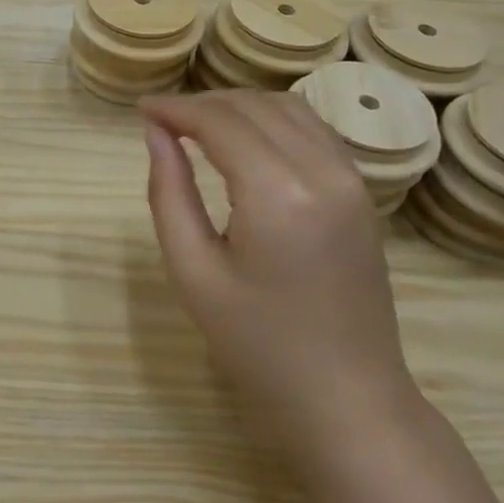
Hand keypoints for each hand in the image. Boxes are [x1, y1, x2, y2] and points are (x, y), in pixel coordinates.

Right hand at [140, 90, 416, 451]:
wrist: (348, 399)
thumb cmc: (258, 345)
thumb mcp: (194, 273)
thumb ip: (169, 194)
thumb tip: (155, 133)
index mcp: (278, 194)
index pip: (220, 122)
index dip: (176, 108)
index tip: (141, 108)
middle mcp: (322, 171)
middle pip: (254, 106)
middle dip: (203, 103)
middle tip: (162, 121)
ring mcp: (351, 179)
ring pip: (288, 108)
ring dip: (239, 106)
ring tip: (198, 126)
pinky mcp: (361, 192)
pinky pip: (314, 130)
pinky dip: (273, 120)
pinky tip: (247, 140)